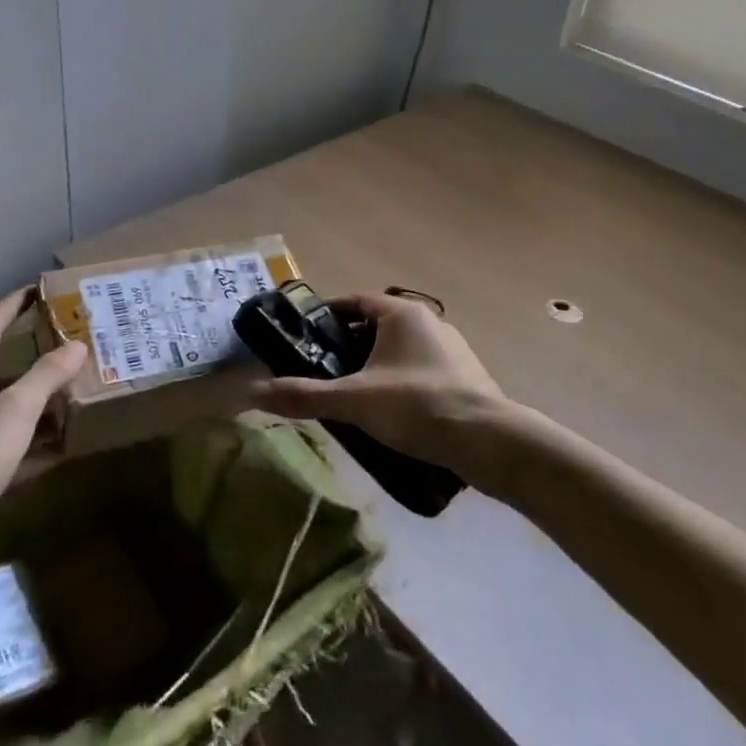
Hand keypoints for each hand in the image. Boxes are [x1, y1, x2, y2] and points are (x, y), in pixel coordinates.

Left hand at [0, 288, 86, 568]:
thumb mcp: (16, 408)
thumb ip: (47, 374)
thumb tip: (77, 345)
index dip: (15, 305)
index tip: (39, 288)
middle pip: (6, 366)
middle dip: (39, 355)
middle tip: (73, 341)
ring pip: (15, 405)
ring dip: (44, 398)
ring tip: (80, 387)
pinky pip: (19, 440)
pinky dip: (41, 437)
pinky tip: (68, 438)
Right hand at [249, 292, 509, 468]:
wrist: (491, 443)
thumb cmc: (418, 406)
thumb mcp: (354, 401)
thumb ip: (305, 396)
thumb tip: (254, 393)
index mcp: (401, 314)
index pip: (354, 302)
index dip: (327, 317)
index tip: (304, 338)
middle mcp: (428, 322)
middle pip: (375, 327)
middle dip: (347, 347)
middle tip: (323, 372)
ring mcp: (451, 350)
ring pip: (399, 351)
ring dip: (374, 367)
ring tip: (352, 396)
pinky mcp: (466, 378)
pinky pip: (420, 371)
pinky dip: (399, 383)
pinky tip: (390, 415)